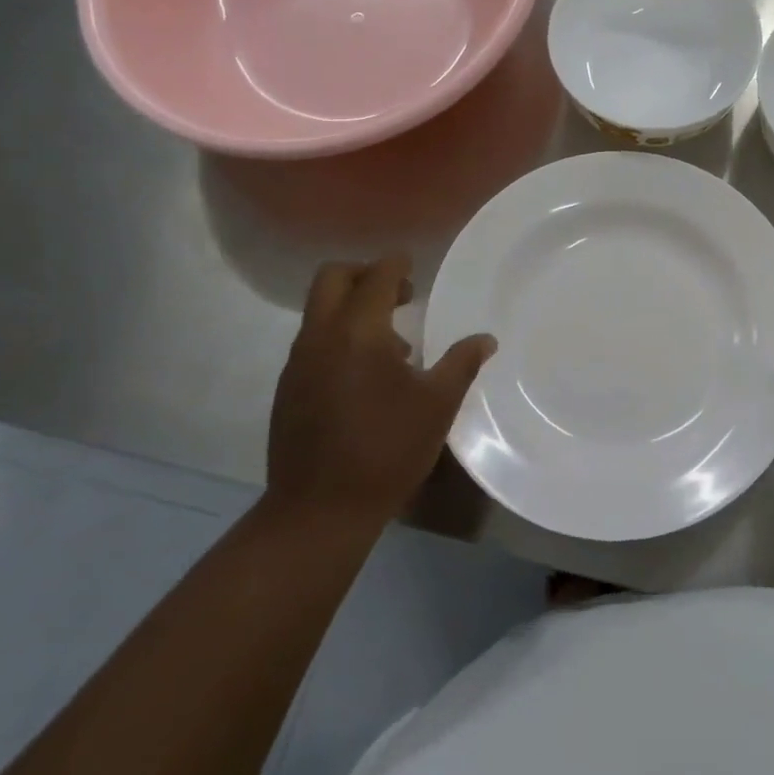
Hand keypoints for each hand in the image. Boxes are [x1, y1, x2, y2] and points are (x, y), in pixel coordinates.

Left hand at [263, 255, 495, 528]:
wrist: (319, 511)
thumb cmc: (387, 450)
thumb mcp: (437, 405)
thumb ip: (462, 364)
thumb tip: (485, 339)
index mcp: (359, 333)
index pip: (376, 276)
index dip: (397, 264)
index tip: (414, 264)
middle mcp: (321, 337)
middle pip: (332, 278)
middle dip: (365, 274)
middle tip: (400, 295)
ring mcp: (298, 363)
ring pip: (320, 311)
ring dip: (352, 308)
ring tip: (393, 345)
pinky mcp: (288, 388)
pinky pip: (313, 341)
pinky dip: (339, 337)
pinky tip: (366, 377)